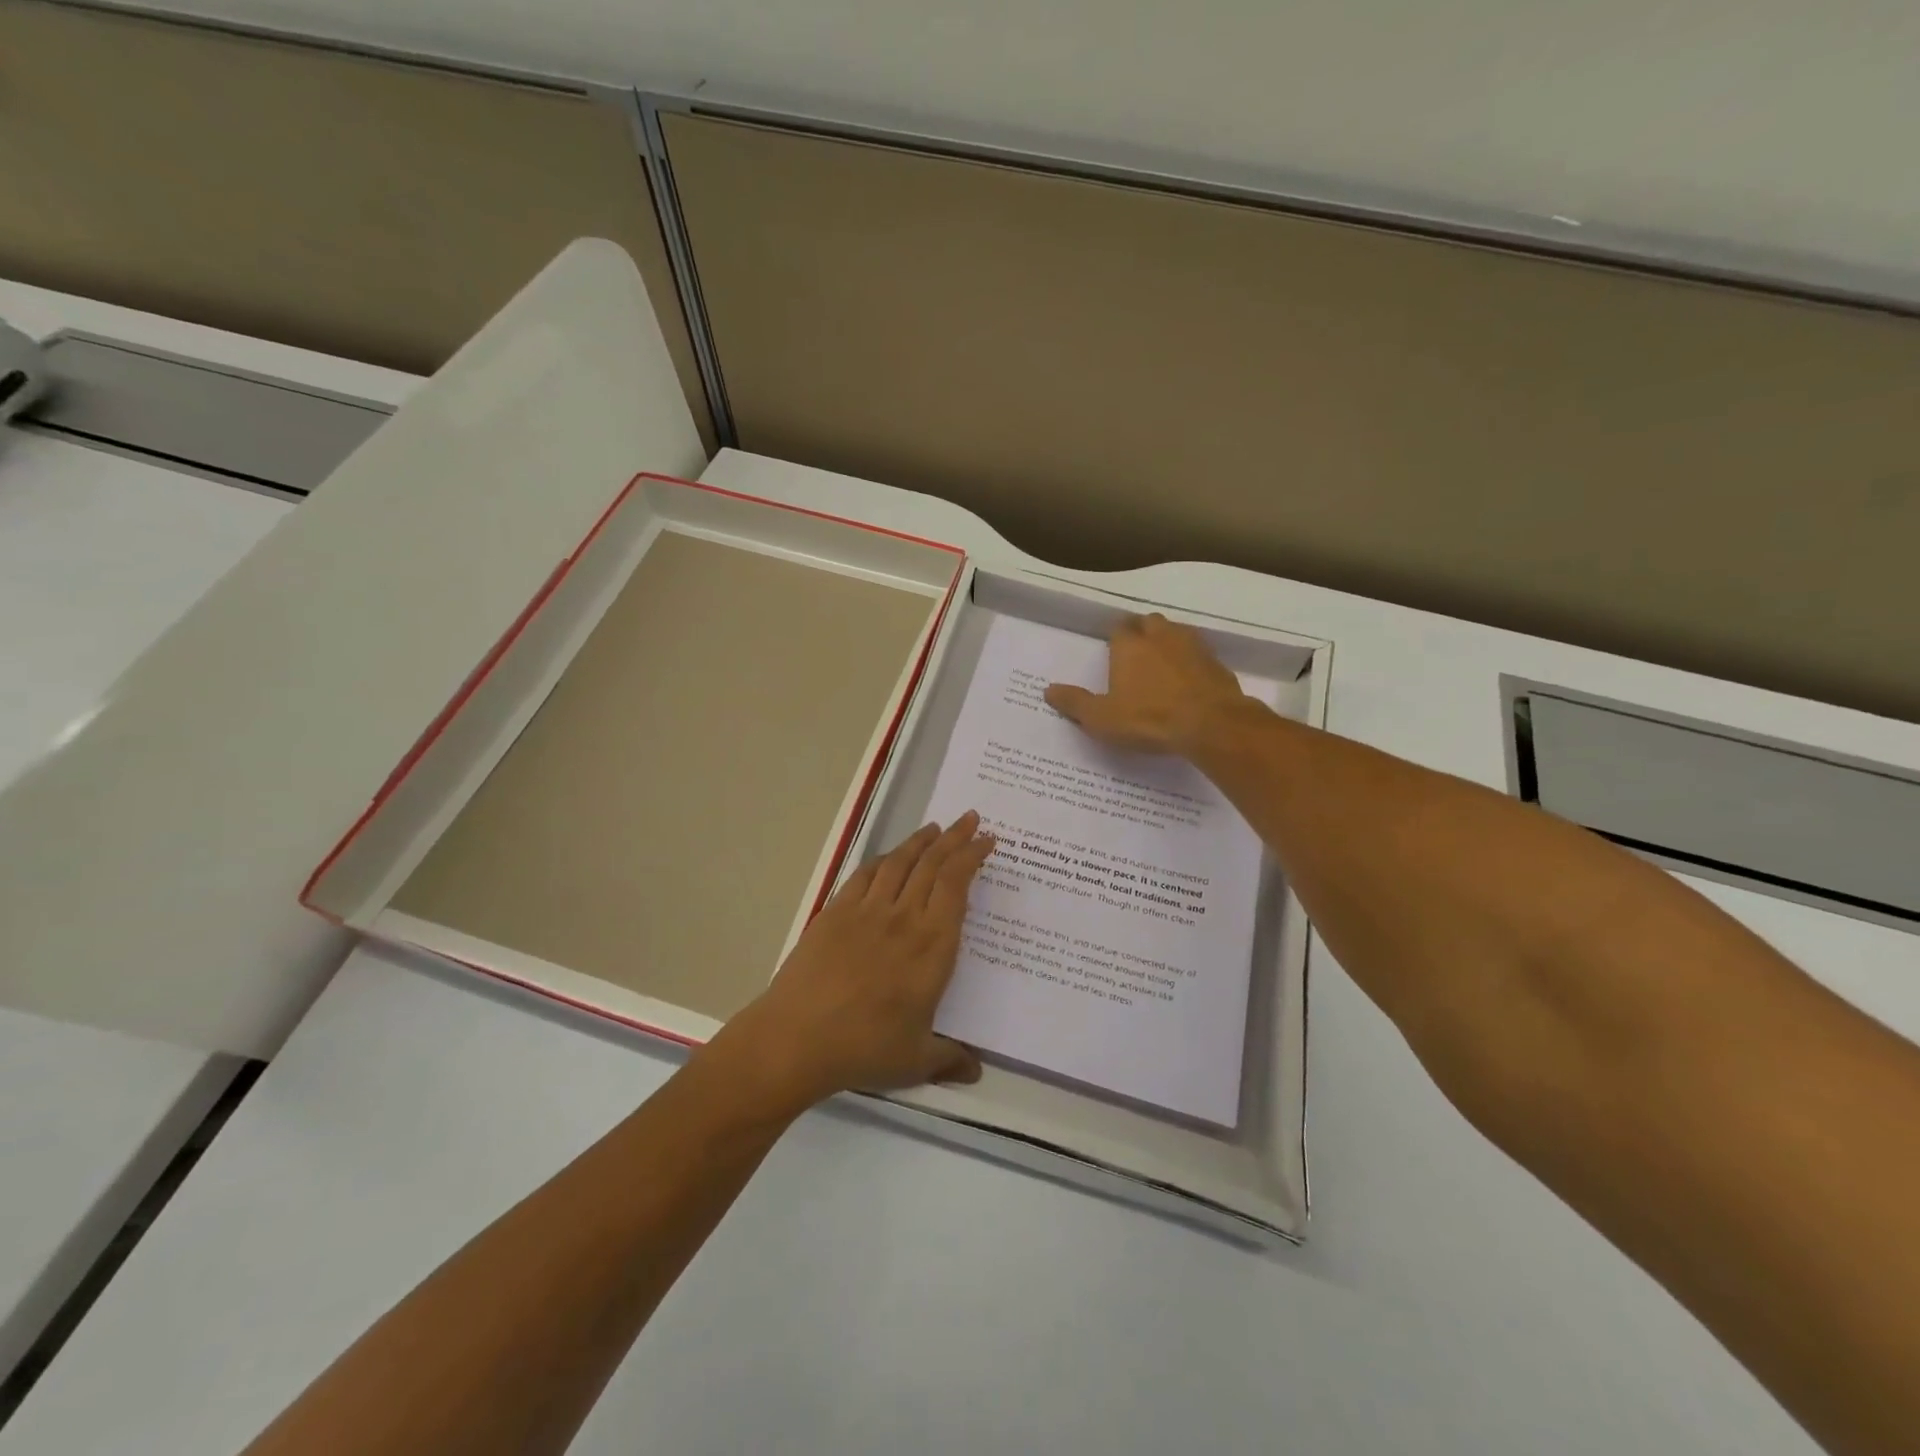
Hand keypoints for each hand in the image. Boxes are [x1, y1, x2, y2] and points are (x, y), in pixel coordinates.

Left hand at [724, 813, 994, 1106]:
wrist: (796, 1038)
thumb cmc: (864, 1048)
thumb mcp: (916, 1062)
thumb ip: (950, 1060)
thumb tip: (977, 1071)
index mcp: (932, 946)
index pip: (957, 886)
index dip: (972, 857)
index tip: (986, 840)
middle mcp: (903, 918)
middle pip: (932, 864)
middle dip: (955, 838)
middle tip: (970, 819)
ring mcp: (866, 912)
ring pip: (900, 863)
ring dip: (921, 841)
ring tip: (935, 828)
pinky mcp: (835, 913)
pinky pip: (865, 876)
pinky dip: (883, 860)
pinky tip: (889, 858)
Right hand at [1044, 613, 1251, 755]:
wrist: (1211, 724)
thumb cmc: (1148, 719)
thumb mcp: (1101, 718)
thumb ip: (1075, 703)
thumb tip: (1048, 690)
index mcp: (1129, 646)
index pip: (1119, 627)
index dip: (1115, 637)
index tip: (1112, 650)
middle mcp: (1161, 637)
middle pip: (1150, 622)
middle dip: (1142, 632)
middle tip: (1136, 653)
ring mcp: (1193, 647)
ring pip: (1177, 632)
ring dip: (1169, 642)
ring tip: (1162, 663)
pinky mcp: (1217, 663)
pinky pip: (1200, 654)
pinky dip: (1192, 662)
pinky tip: (1189, 681)